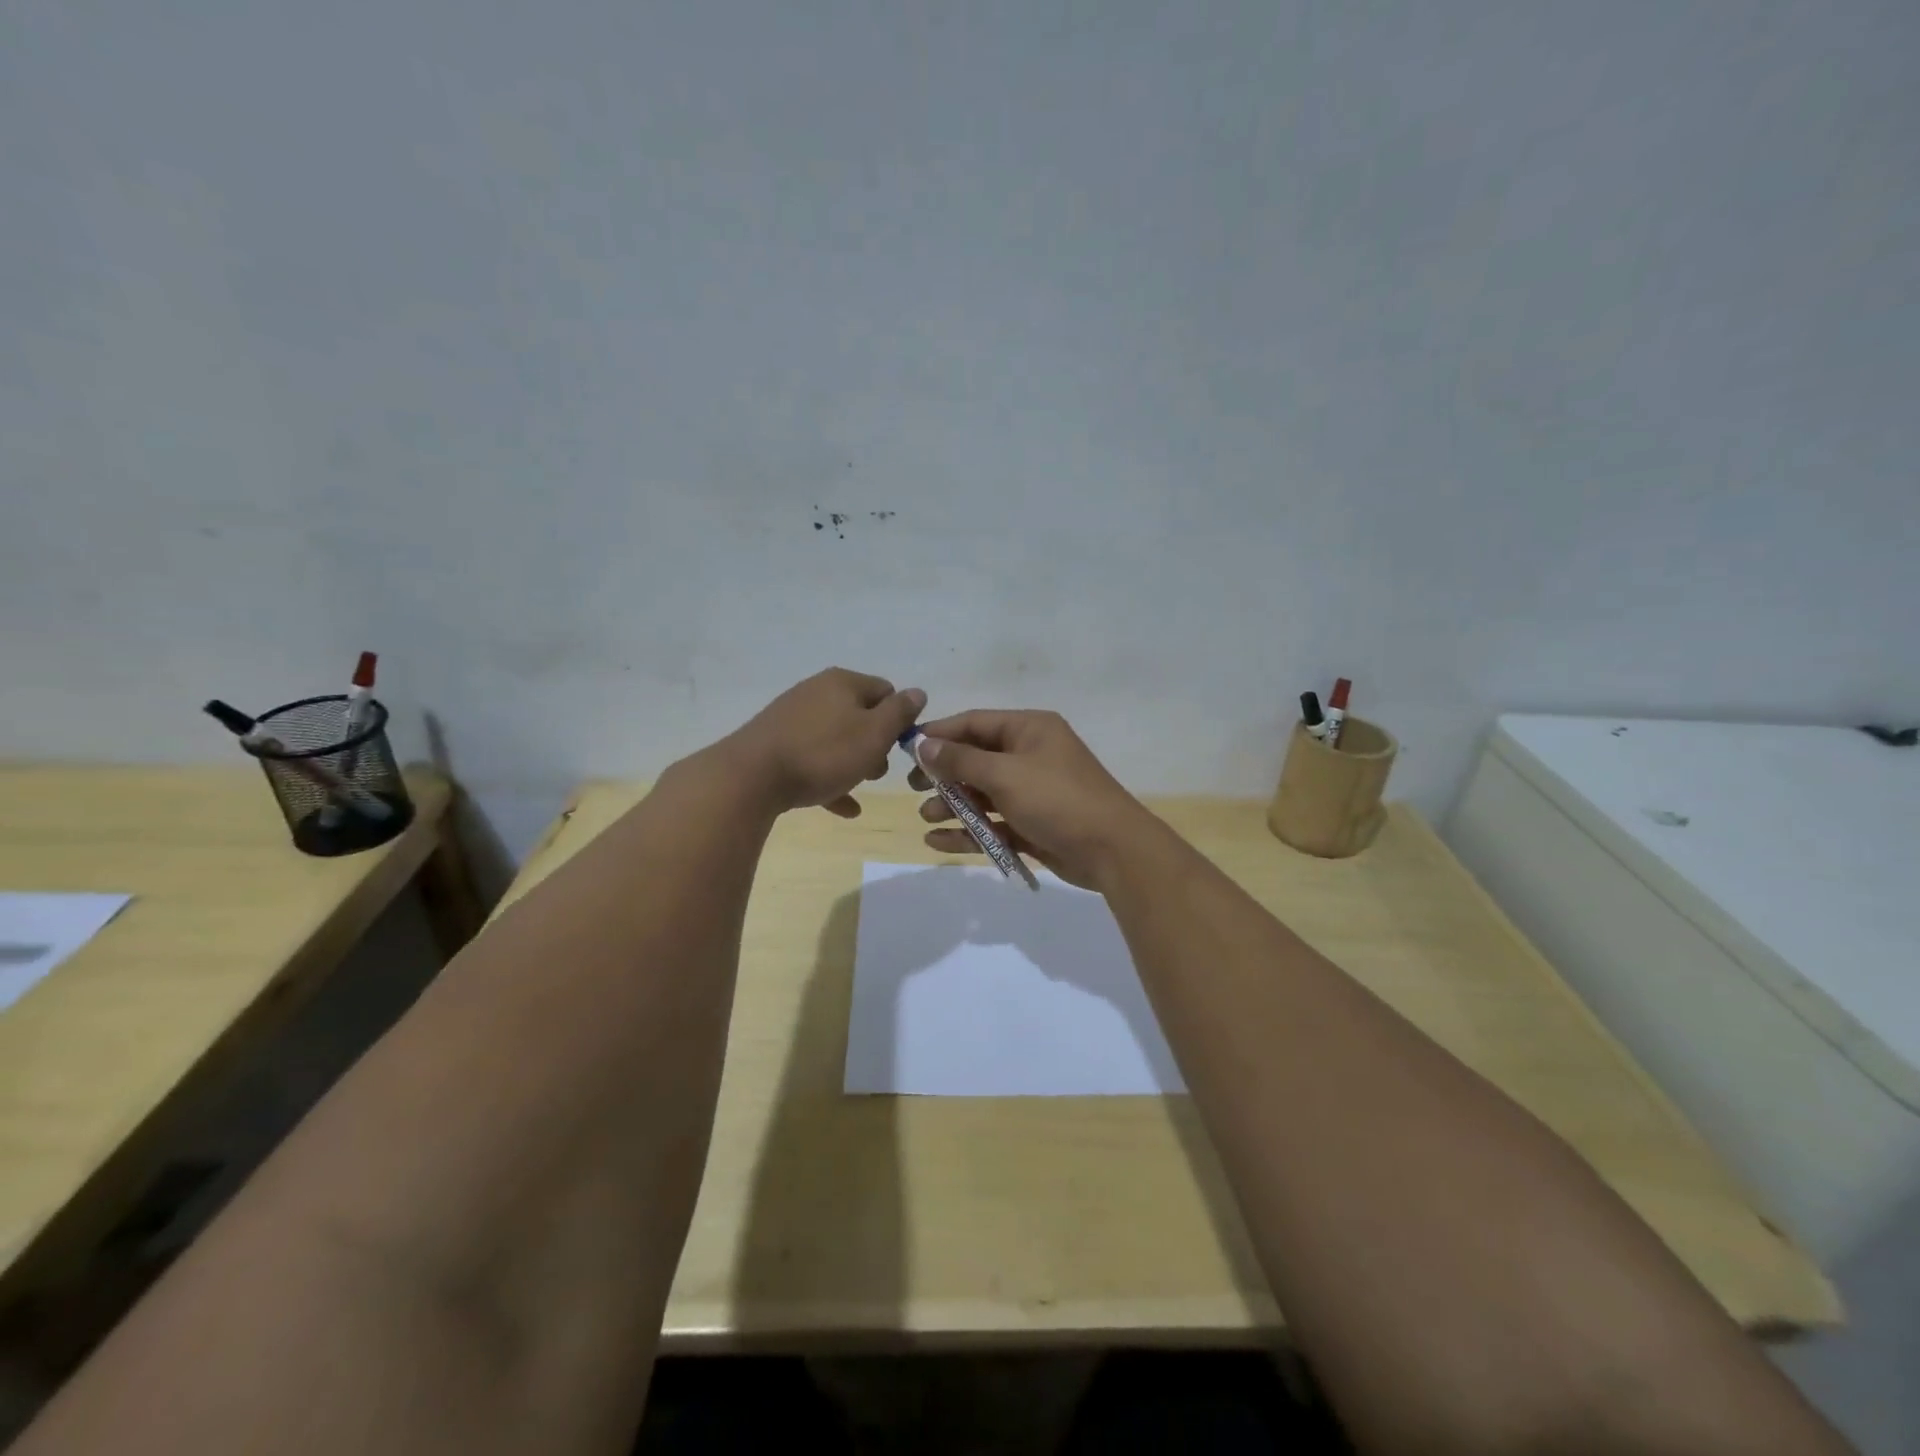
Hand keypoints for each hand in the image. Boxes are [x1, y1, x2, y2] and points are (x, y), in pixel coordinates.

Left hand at [722, 668, 924, 817]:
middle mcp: (816, 692)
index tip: (899, 749)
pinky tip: (843, 808)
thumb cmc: (823, 753)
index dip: (899, 720)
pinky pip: (812, 760)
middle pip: (859, 716)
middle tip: (877, 772)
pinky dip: (829, 779)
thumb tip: (917, 692)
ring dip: (852, 763)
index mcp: (843, 682)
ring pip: (836, 740)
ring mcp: (792, 718)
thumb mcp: (874, 734)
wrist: (750, 777)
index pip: (886, 692)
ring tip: (859, 789)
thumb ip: (900, 712)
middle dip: (874, 745)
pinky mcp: (775, 744)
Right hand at [909, 710, 1156, 888]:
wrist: (1113, 851)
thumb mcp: (1005, 774)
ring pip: (982, 793)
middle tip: (912, 789)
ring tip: (927, 818)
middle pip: (975, 758)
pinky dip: (968, 831)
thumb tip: (922, 743)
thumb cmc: (1057, 800)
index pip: (973, 723)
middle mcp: (1030, 755)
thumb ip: (960, 760)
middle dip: (943, 774)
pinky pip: (993, 822)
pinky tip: (939, 842)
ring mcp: (1032, 791)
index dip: (938, 735)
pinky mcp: (1033, 824)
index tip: (905, 751)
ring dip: (952, 805)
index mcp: (1029, 729)